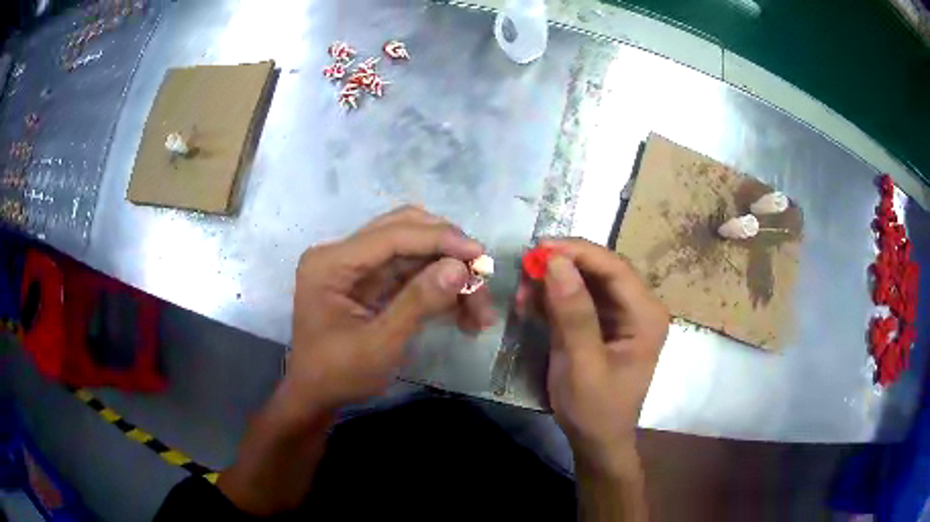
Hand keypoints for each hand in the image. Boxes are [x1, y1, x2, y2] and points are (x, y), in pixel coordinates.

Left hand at [285, 206, 495, 412]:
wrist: (316, 397)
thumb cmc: (338, 375)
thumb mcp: (379, 344)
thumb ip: (417, 303)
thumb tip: (458, 268)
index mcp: (332, 262)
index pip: (392, 235)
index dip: (439, 239)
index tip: (479, 255)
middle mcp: (343, 254)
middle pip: (405, 230)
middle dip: (447, 251)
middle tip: (480, 276)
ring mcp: (358, 267)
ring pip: (415, 252)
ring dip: (449, 273)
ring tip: (479, 312)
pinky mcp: (372, 282)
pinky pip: (414, 273)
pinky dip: (441, 289)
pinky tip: (464, 314)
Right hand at [519, 238, 668, 471]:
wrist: (596, 440)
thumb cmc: (595, 409)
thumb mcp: (582, 365)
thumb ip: (573, 315)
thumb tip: (556, 263)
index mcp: (645, 316)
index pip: (615, 268)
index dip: (579, 252)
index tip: (540, 247)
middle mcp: (638, 308)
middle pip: (601, 270)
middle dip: (563, 266)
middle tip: (526, 266)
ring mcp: (620, 315)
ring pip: (586, 282)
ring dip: (554, 281)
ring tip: (523, 290)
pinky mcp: (602, 324)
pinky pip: (577, 299)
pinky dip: (553, 298)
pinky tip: (530, 303)